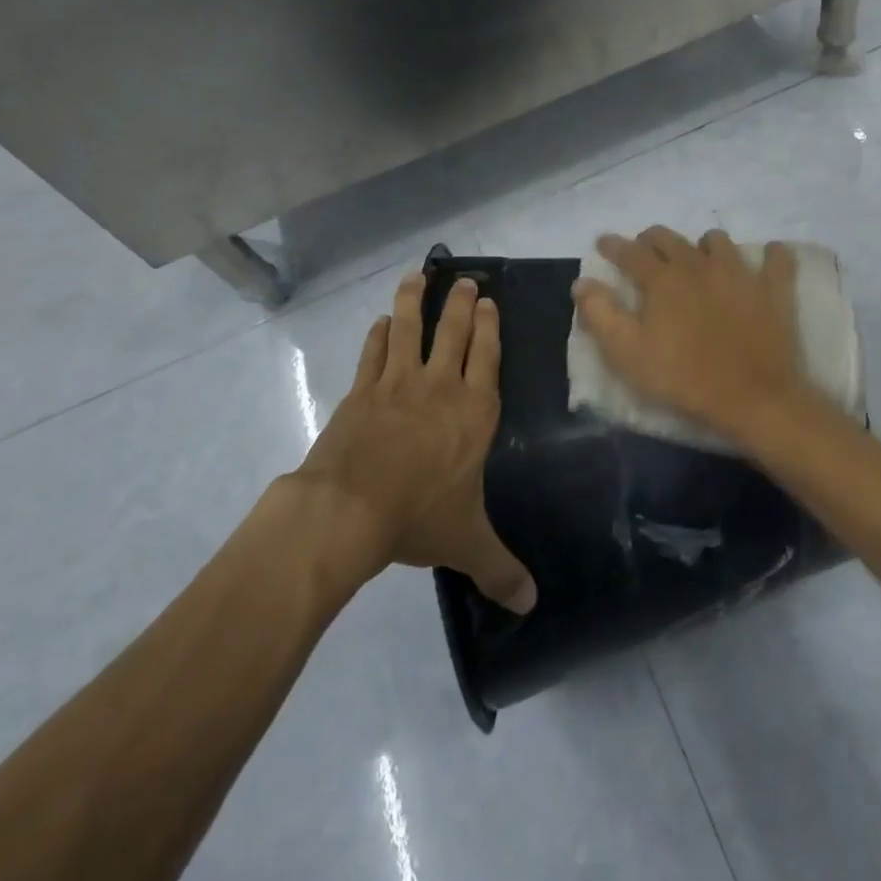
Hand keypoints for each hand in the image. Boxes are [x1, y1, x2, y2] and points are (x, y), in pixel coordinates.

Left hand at [295, 274, 536, 613]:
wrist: (349, 508)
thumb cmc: (418, 517)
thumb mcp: (466, 543)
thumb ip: (500, 569)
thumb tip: (531, 604)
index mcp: (474, 412)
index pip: (487, 357)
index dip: (489, 327)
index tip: (489, 302)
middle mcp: (441, 387)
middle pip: (453, 333)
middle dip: (461, 304)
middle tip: (465, 280)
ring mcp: (398, 384)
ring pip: (411, 329)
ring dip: (416, 301)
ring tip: (418, 276)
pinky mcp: (362, 391)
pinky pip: (374, 352)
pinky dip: (379, 334)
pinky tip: (382, 322)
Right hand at [572, 227, 810, 441]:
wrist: (752, 398)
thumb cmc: (682, 378)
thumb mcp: (627, 353)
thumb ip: (600, 314)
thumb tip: (582, 282)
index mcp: (662, 279)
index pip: (630, 252)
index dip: (613, 245)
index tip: (603, 243)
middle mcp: (699, 264)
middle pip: (670, 238)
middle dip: (651, 240)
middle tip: (645, 252)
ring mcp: (740, 272)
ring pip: (718, 241)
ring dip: (703, 246)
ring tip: (699, 260)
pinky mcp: (773, 289)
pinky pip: (778, 258)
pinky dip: (771, 255)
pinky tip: (766, 259)